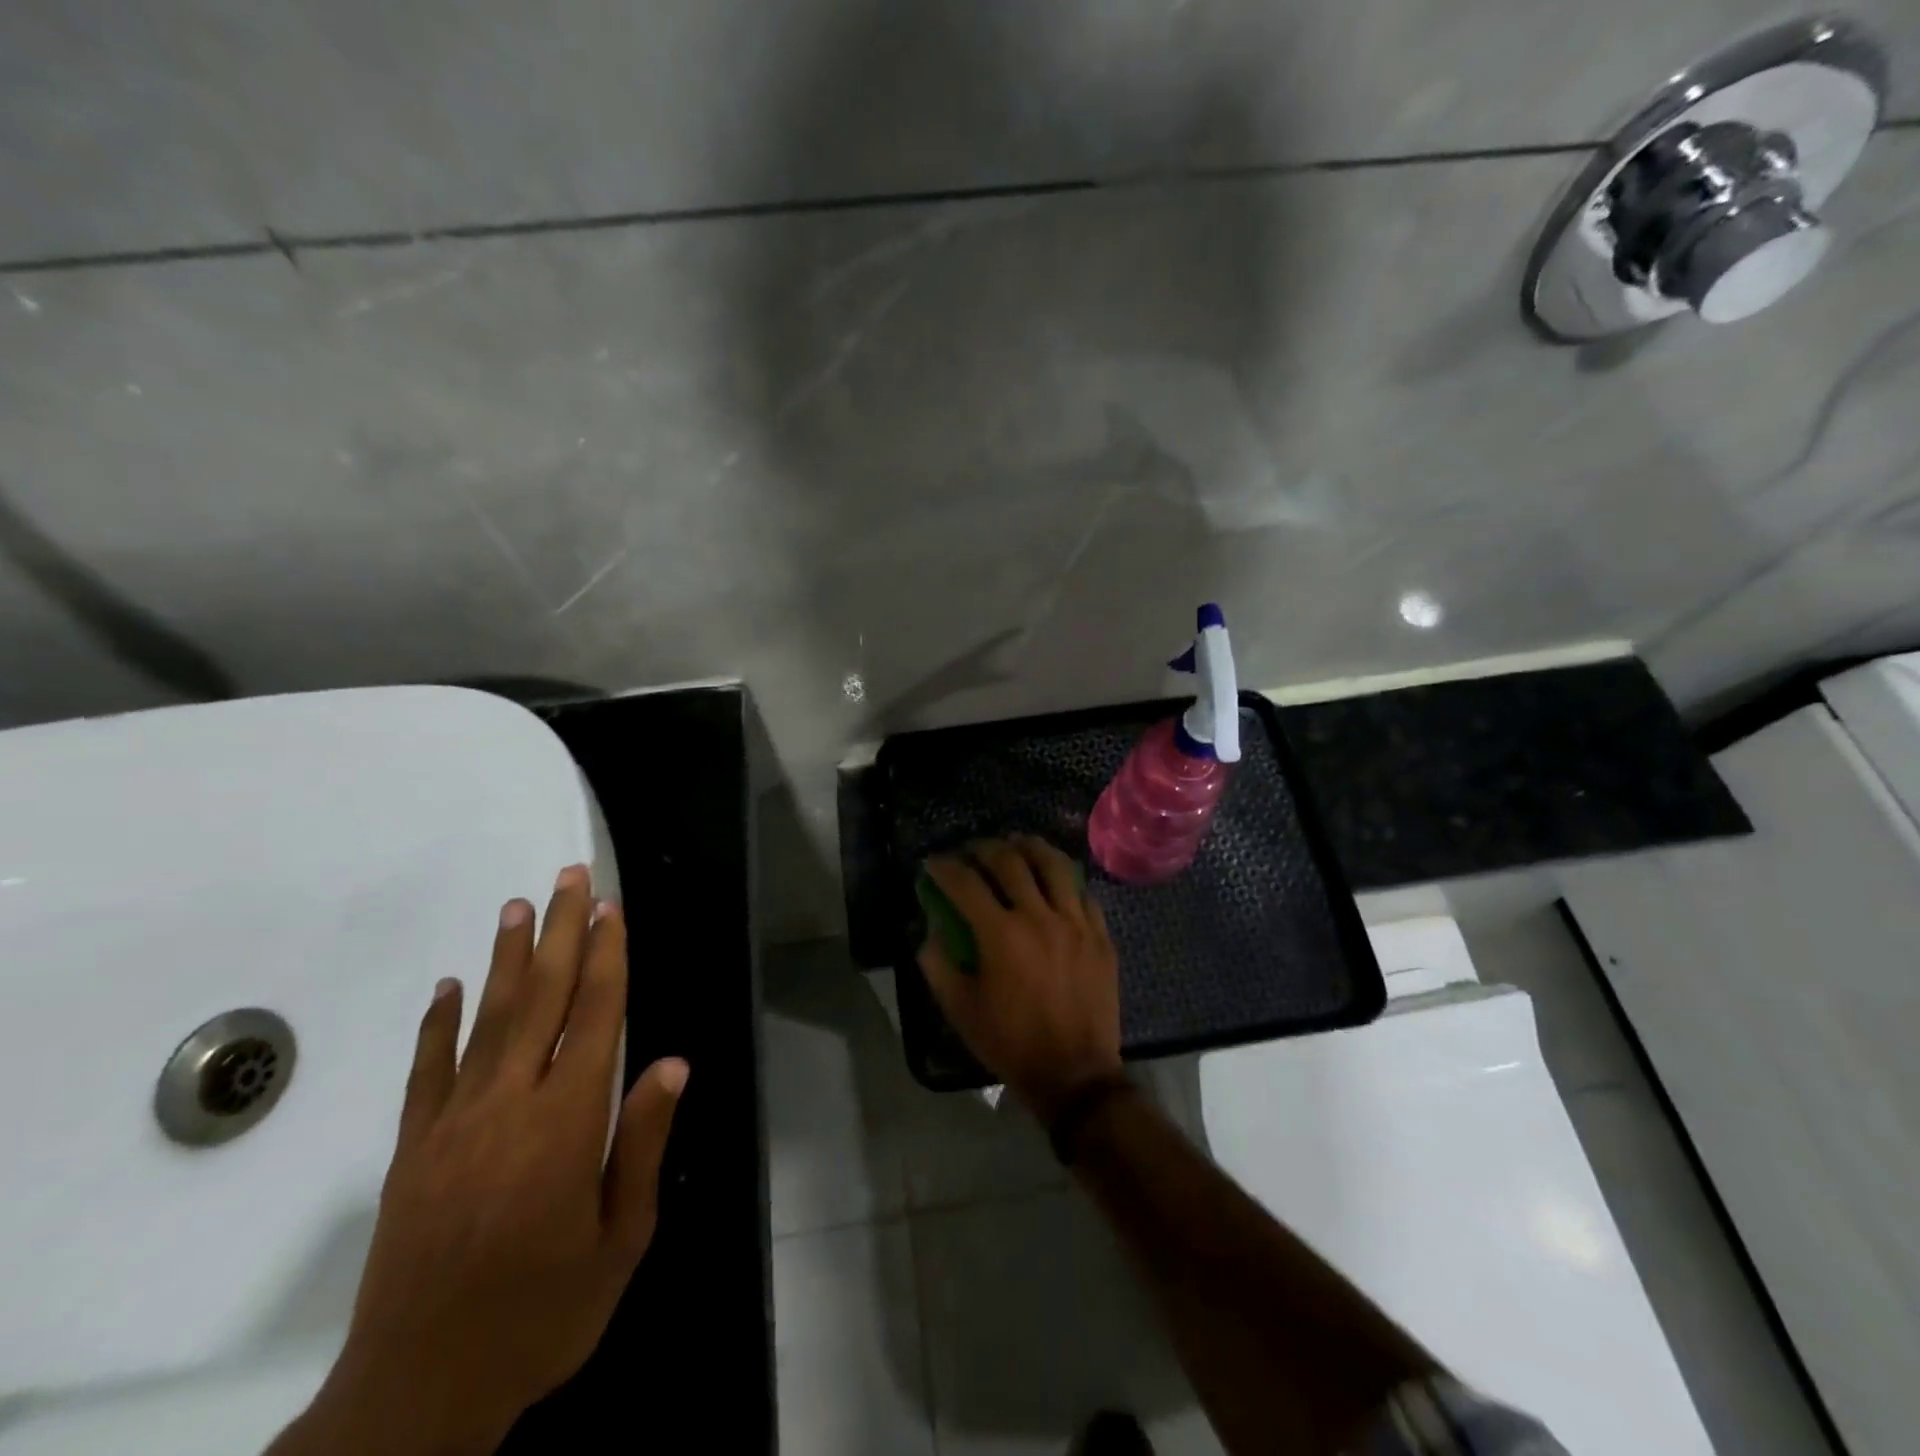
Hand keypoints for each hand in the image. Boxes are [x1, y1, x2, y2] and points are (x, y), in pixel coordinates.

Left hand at [271, 865, 688, 1455]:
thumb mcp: (620, 1239)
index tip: (611, 908)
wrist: (418, 1392)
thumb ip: (643, 1142)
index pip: (595, 1016)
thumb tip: (671, 1064)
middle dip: (560, 931)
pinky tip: (447, 985)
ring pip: (486, 1019)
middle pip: (542, 997)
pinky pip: (426, 1070)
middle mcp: (510, 1103)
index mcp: (567, 1121)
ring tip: (517, 906)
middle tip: (568, 876)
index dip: (608, 956)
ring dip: (505, 957)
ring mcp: (453, 1121)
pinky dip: (436, 1023)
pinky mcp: (411, 1147)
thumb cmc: (542, 1312)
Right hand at [918, 835, 1122, 1123]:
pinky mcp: (1100, 936)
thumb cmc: (1010, 1043)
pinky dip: (1064, 880)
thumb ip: (938, 963)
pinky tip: (1055, 881)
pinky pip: (1083, 893)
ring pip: (1054, 866)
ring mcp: (1075, 923)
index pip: (964, 883)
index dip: (944, 867)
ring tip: (1017, 842)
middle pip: (1009, 862)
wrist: (1075, 1075)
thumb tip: (931, 929)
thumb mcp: (960, 1009)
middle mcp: (1039, 916)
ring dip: (1030, 847)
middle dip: (984, 848)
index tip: (933, 863)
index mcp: (1000, 934)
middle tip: (971, 850)